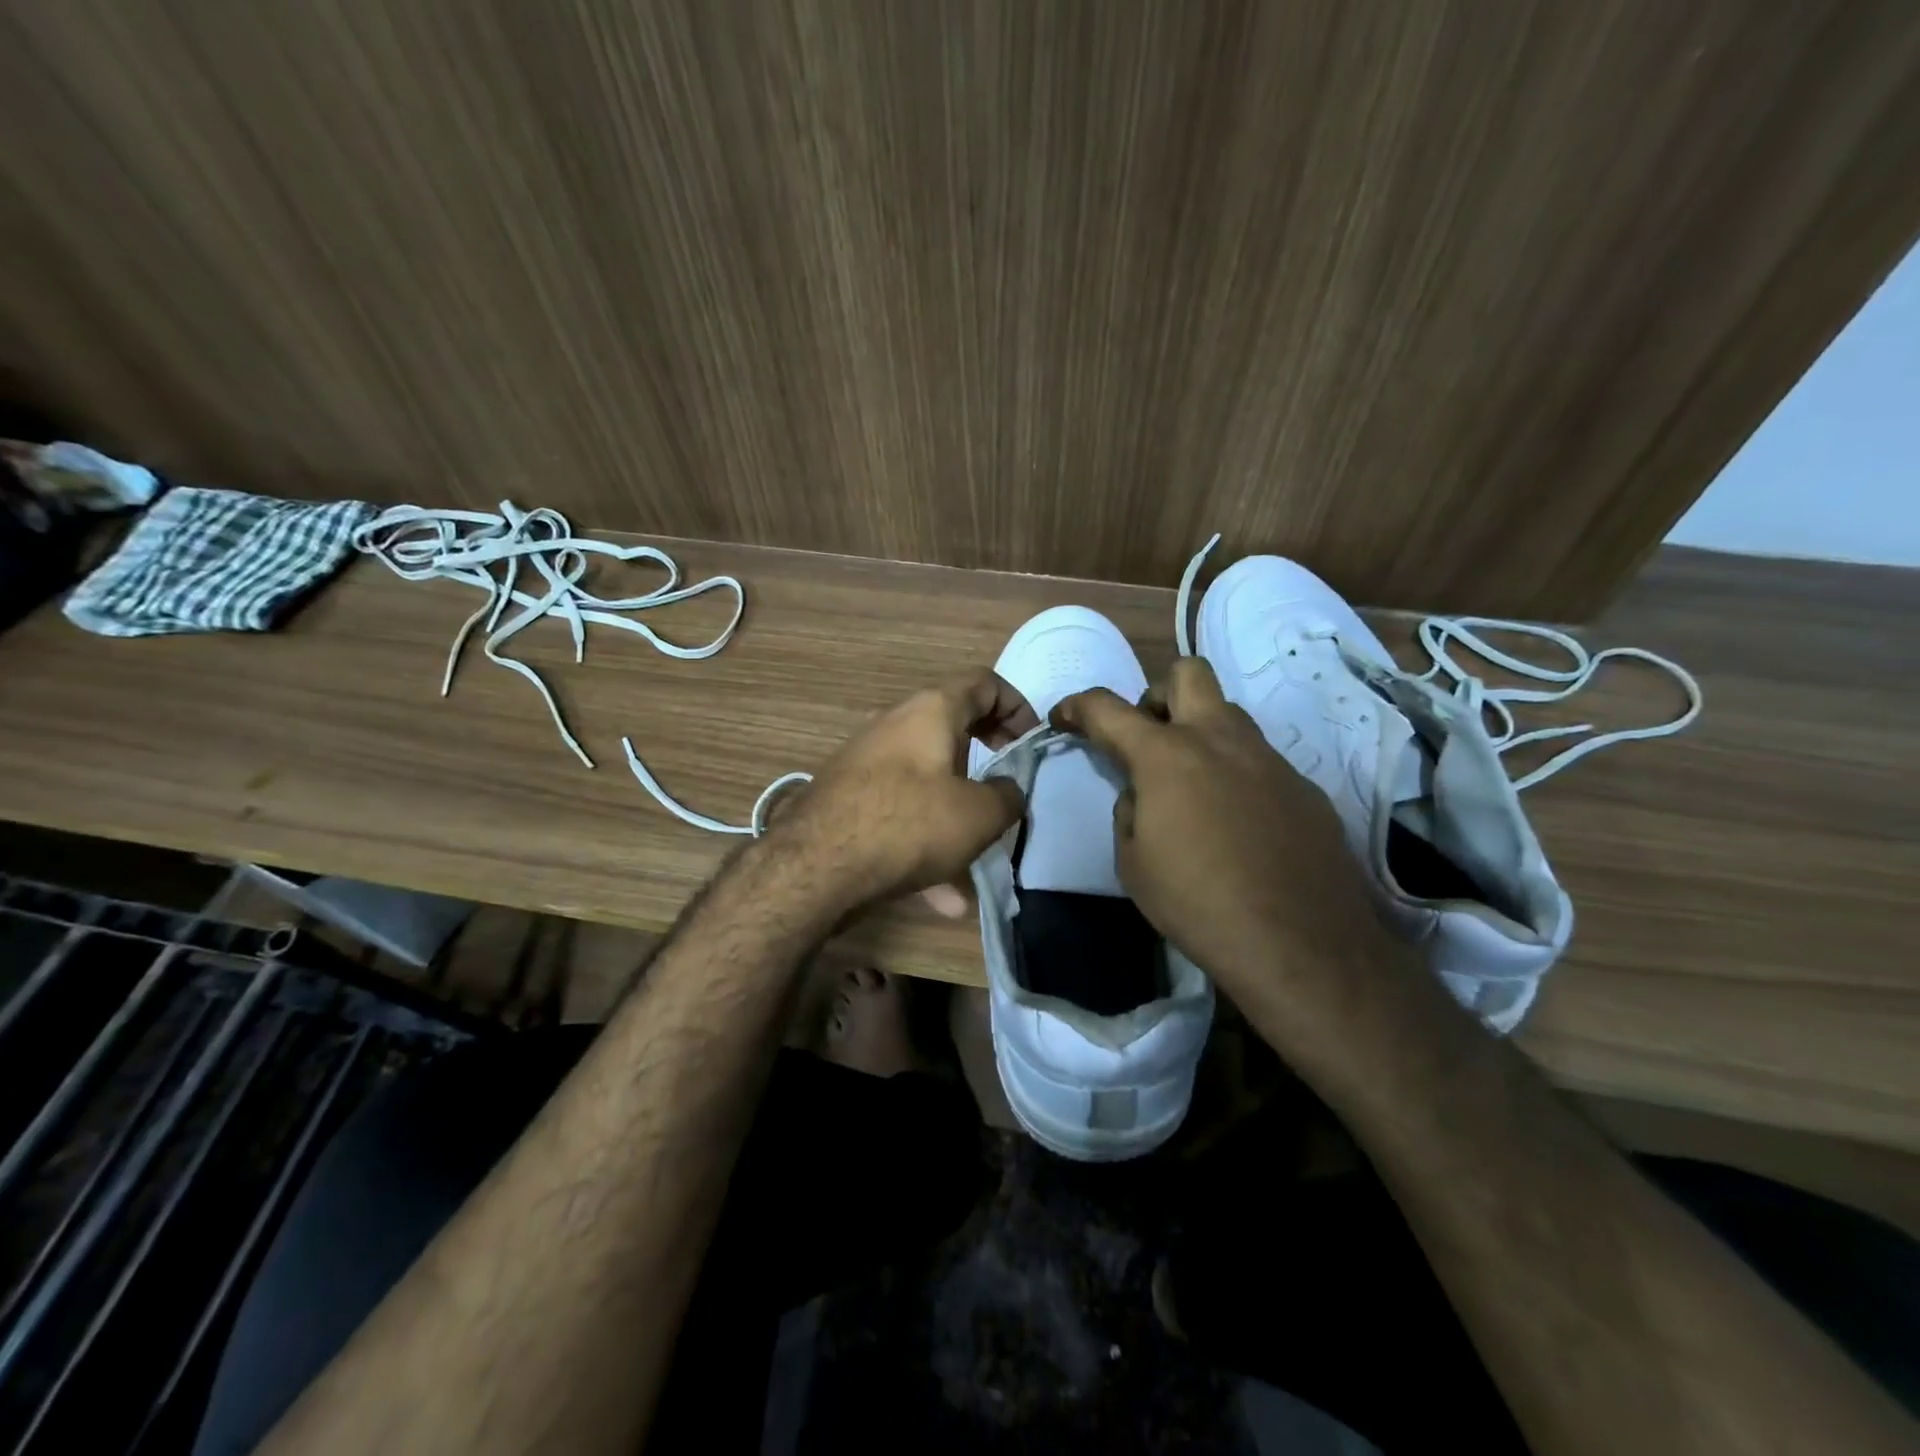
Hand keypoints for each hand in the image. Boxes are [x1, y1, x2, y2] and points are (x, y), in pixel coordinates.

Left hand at [771, 671, 1039, 915]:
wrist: (816, 865)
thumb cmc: (910, 823)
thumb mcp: (980, 814)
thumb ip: (1008, 797)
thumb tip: (1008, 791)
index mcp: (931, 710)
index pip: (984, 683)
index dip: (1017, 706)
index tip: (1030, 744)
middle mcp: (895, 725)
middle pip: (953, 730)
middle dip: (987, 760)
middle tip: (1006, 787)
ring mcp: (867, 762)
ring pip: (927, 782)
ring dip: (956, 816)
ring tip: (976, 863)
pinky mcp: (849, 799)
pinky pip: (900, 814)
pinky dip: (925, 843)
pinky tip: (941, 897)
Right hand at [1052, 658, 1396, 1000]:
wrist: (1300, 944)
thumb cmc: (1197, 903)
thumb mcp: (1133, 863)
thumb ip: (1129, 811)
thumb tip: (1143, 793)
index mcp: (1167, 755)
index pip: (1108, 709)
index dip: (1078, 706)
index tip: (1064, 717)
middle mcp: (1221, 740)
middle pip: (1187, 673)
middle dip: (1156, 695)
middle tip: (1147, 739)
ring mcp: (1270, 759)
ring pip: (1229, 715)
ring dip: (1200, 733)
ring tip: (1191, 788)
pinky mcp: (1304, 787)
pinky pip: (1260, 761)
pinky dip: (1236, 775)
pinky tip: (1238, 825)